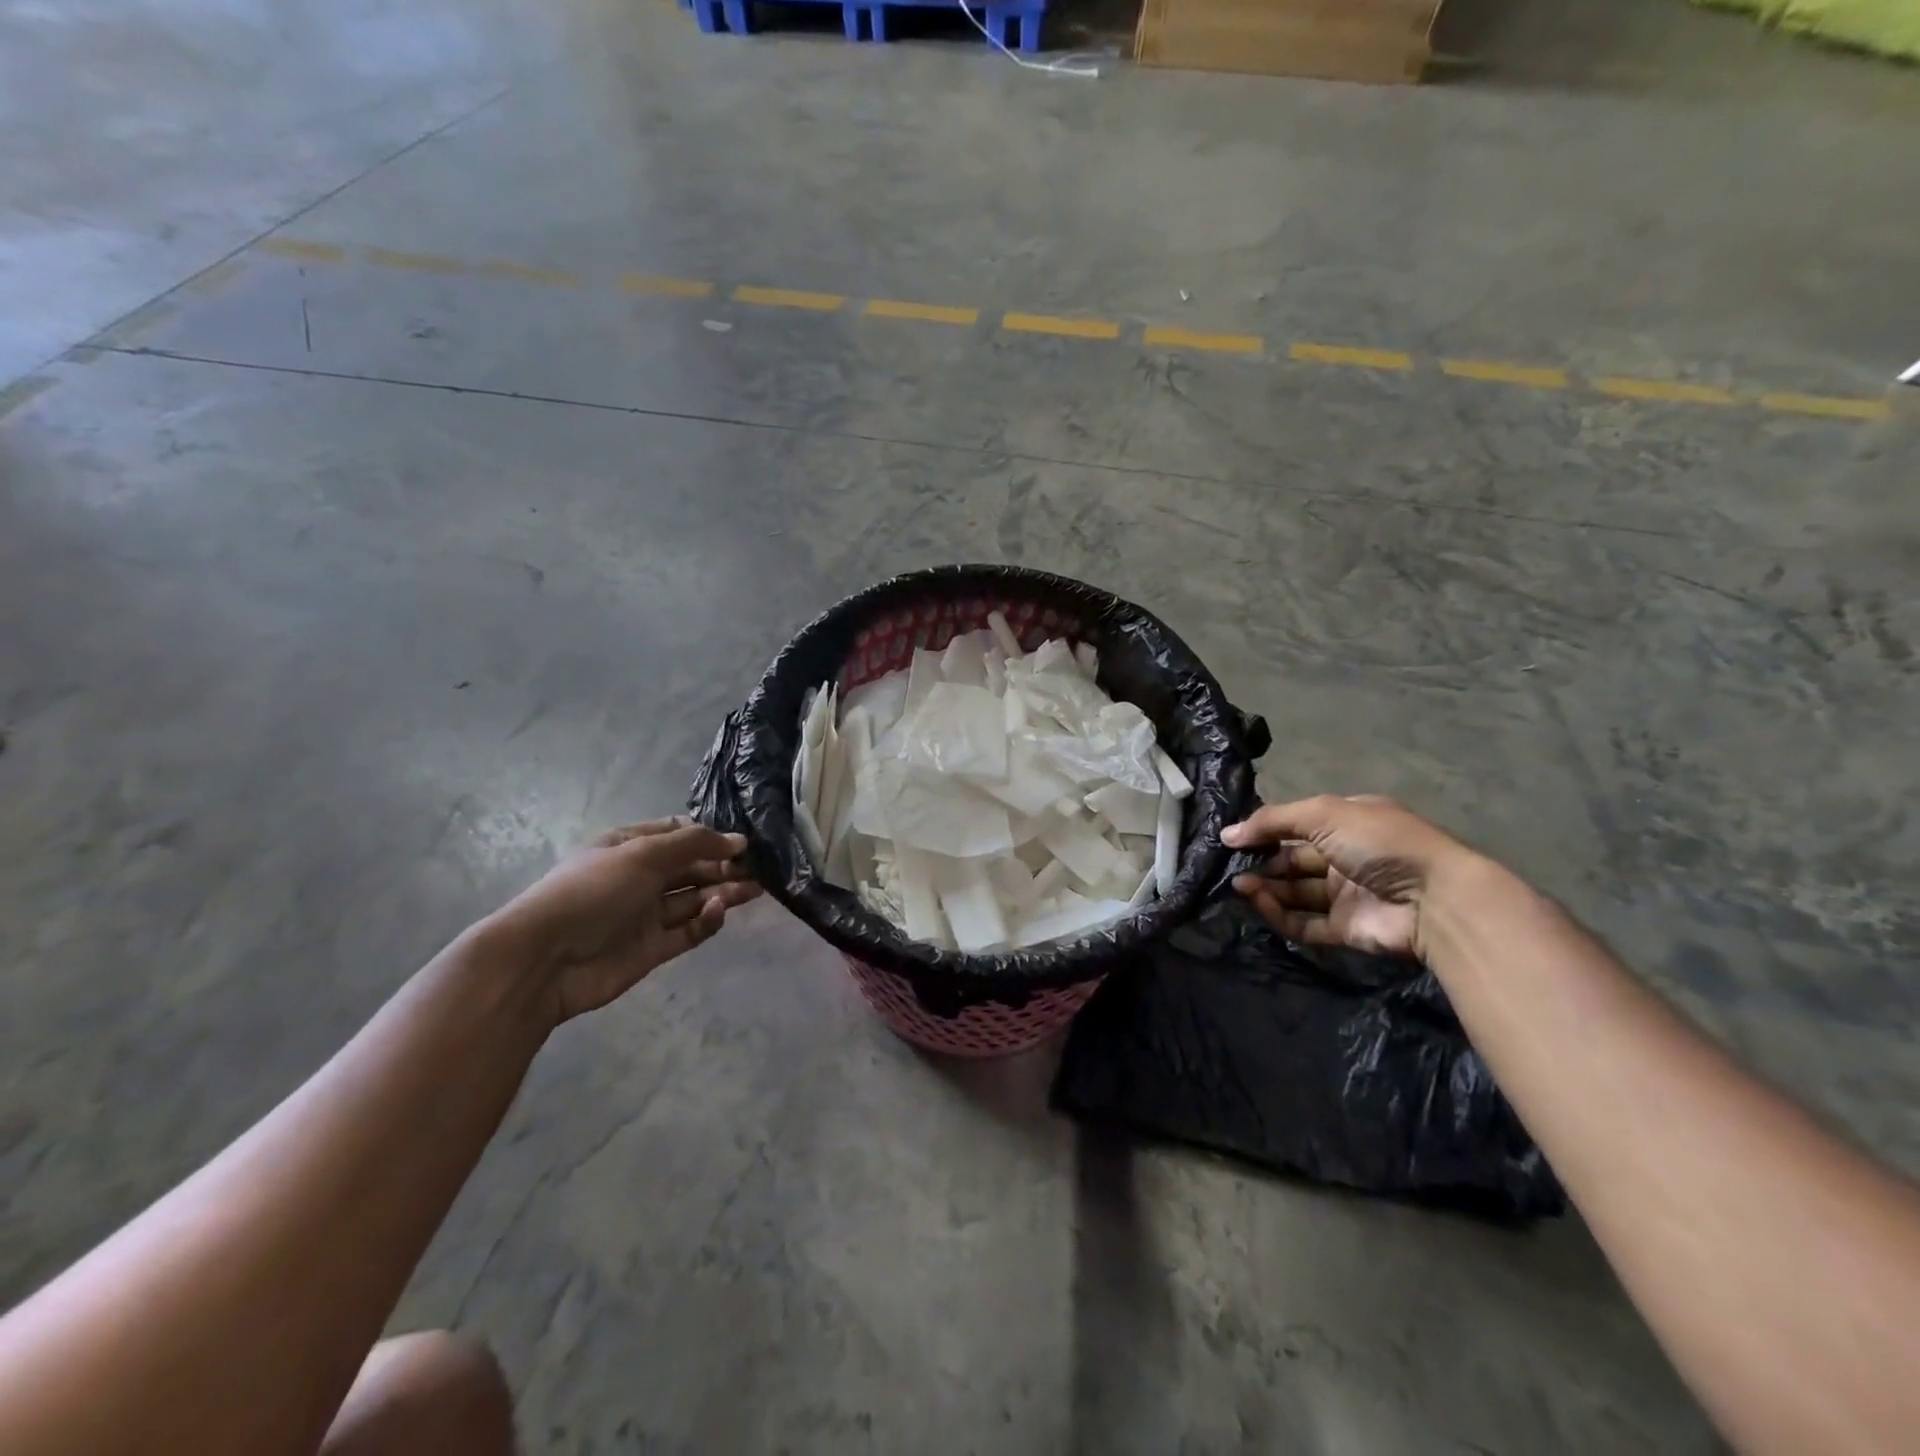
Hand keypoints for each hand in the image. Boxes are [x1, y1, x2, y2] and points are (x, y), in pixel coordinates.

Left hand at [489, 818, 761, 1022]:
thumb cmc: (593, 892)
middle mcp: (639, 877)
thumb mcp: (643, 854)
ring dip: (723, 892)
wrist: (544, 961)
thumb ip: (694, 844)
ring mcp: (645, 915)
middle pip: (690, 867)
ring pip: (694, 899)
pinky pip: (688, 930)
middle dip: (722, 865)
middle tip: (756, 868)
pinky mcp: (652, 948)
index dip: (709, 835)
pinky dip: (707, 921)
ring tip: (755, 889)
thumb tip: (738, 840)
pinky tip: (720, 912)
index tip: (742, 842)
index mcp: (629, 846)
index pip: (677, 833)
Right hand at [1222, 795, 1475, 959]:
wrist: (1433, 900)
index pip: (1297, 824)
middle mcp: (1346, 857)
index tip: (1233, 838)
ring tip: (1239, 886)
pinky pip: (1304, 922)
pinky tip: (1260, 903)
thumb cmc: (1379, 843)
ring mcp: (1346, 895)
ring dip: (1265, 887)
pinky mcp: (1345, 929)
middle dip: (1261, 861)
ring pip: (1294, 891)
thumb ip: (1272, 821)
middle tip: (1231, 866)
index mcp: (1348, 823)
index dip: (1266, 830)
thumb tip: (1227, 834)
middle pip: (1292, 859)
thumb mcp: (1323, 814)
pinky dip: (1279, 914)